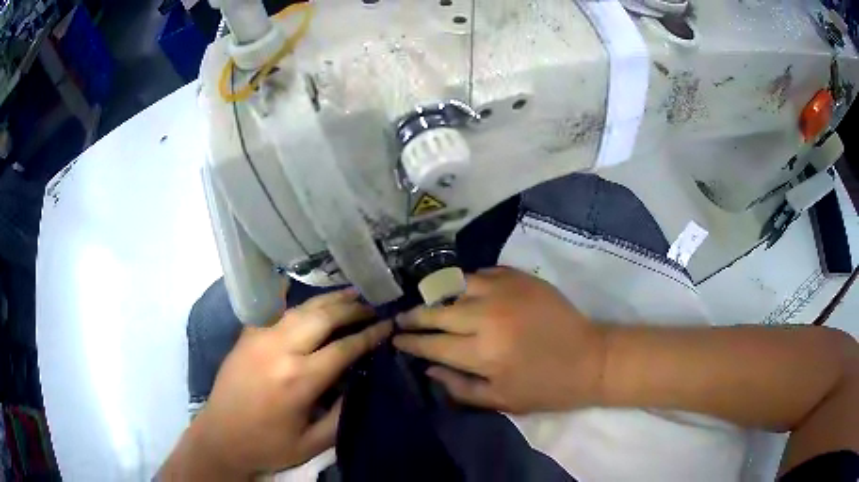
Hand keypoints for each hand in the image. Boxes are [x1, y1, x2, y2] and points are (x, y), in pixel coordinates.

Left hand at [165, 289, 391, 478]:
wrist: (220, 436)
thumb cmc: (268, 444)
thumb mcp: (314, 443)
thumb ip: (342, 414)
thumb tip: (360, 383)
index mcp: (299, 380)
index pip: (344, 347)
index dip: (370, 334)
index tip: (389, 325)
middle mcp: (280, 350)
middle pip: (324, 317)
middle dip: (353, 308)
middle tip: (373, 305)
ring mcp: (260, 337)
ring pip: (301, 308)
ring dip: (329, 300)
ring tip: (351, 294)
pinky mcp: (247, 335)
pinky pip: (275, 310)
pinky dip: (296, 301)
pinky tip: (308, 296)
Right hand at [393, 267, 605, 413]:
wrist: (590, 358)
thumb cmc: (546, 387)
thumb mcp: (501, 400)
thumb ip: (460, 387)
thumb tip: (429, 368)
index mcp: (483, 353)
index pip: (432, 344)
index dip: (410, 341)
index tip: (395, 338)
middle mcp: (488, 317)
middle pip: (438, 312)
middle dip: (414, 316)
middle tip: (401, 318)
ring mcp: (505, 292)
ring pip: (456, 286)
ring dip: (439, 296)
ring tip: (430, 303)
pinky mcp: (521, 278)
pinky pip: (483, 273)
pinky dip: (468, 282)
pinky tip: (464, 291)